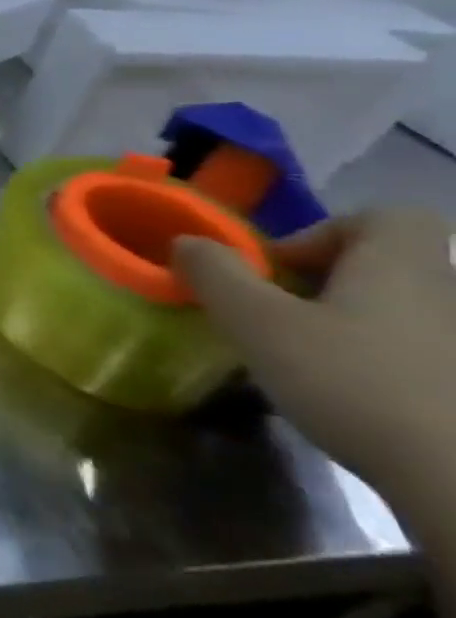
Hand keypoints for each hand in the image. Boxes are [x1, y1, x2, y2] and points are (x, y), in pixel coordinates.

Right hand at [176, 210, 455, 550]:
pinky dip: (386, 365)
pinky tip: (357, 400)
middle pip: (385, 265)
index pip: (383, 217)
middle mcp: (448, 293)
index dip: (324, 232)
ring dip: (353, 325)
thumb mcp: (257, 323)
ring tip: (311, 363)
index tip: (281, 271)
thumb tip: (188, 241)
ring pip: (403, 312)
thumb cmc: (353, 382)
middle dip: (326, 284)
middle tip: (280, 319)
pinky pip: (424, 355)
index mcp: (400, 265)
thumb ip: (215, 274)